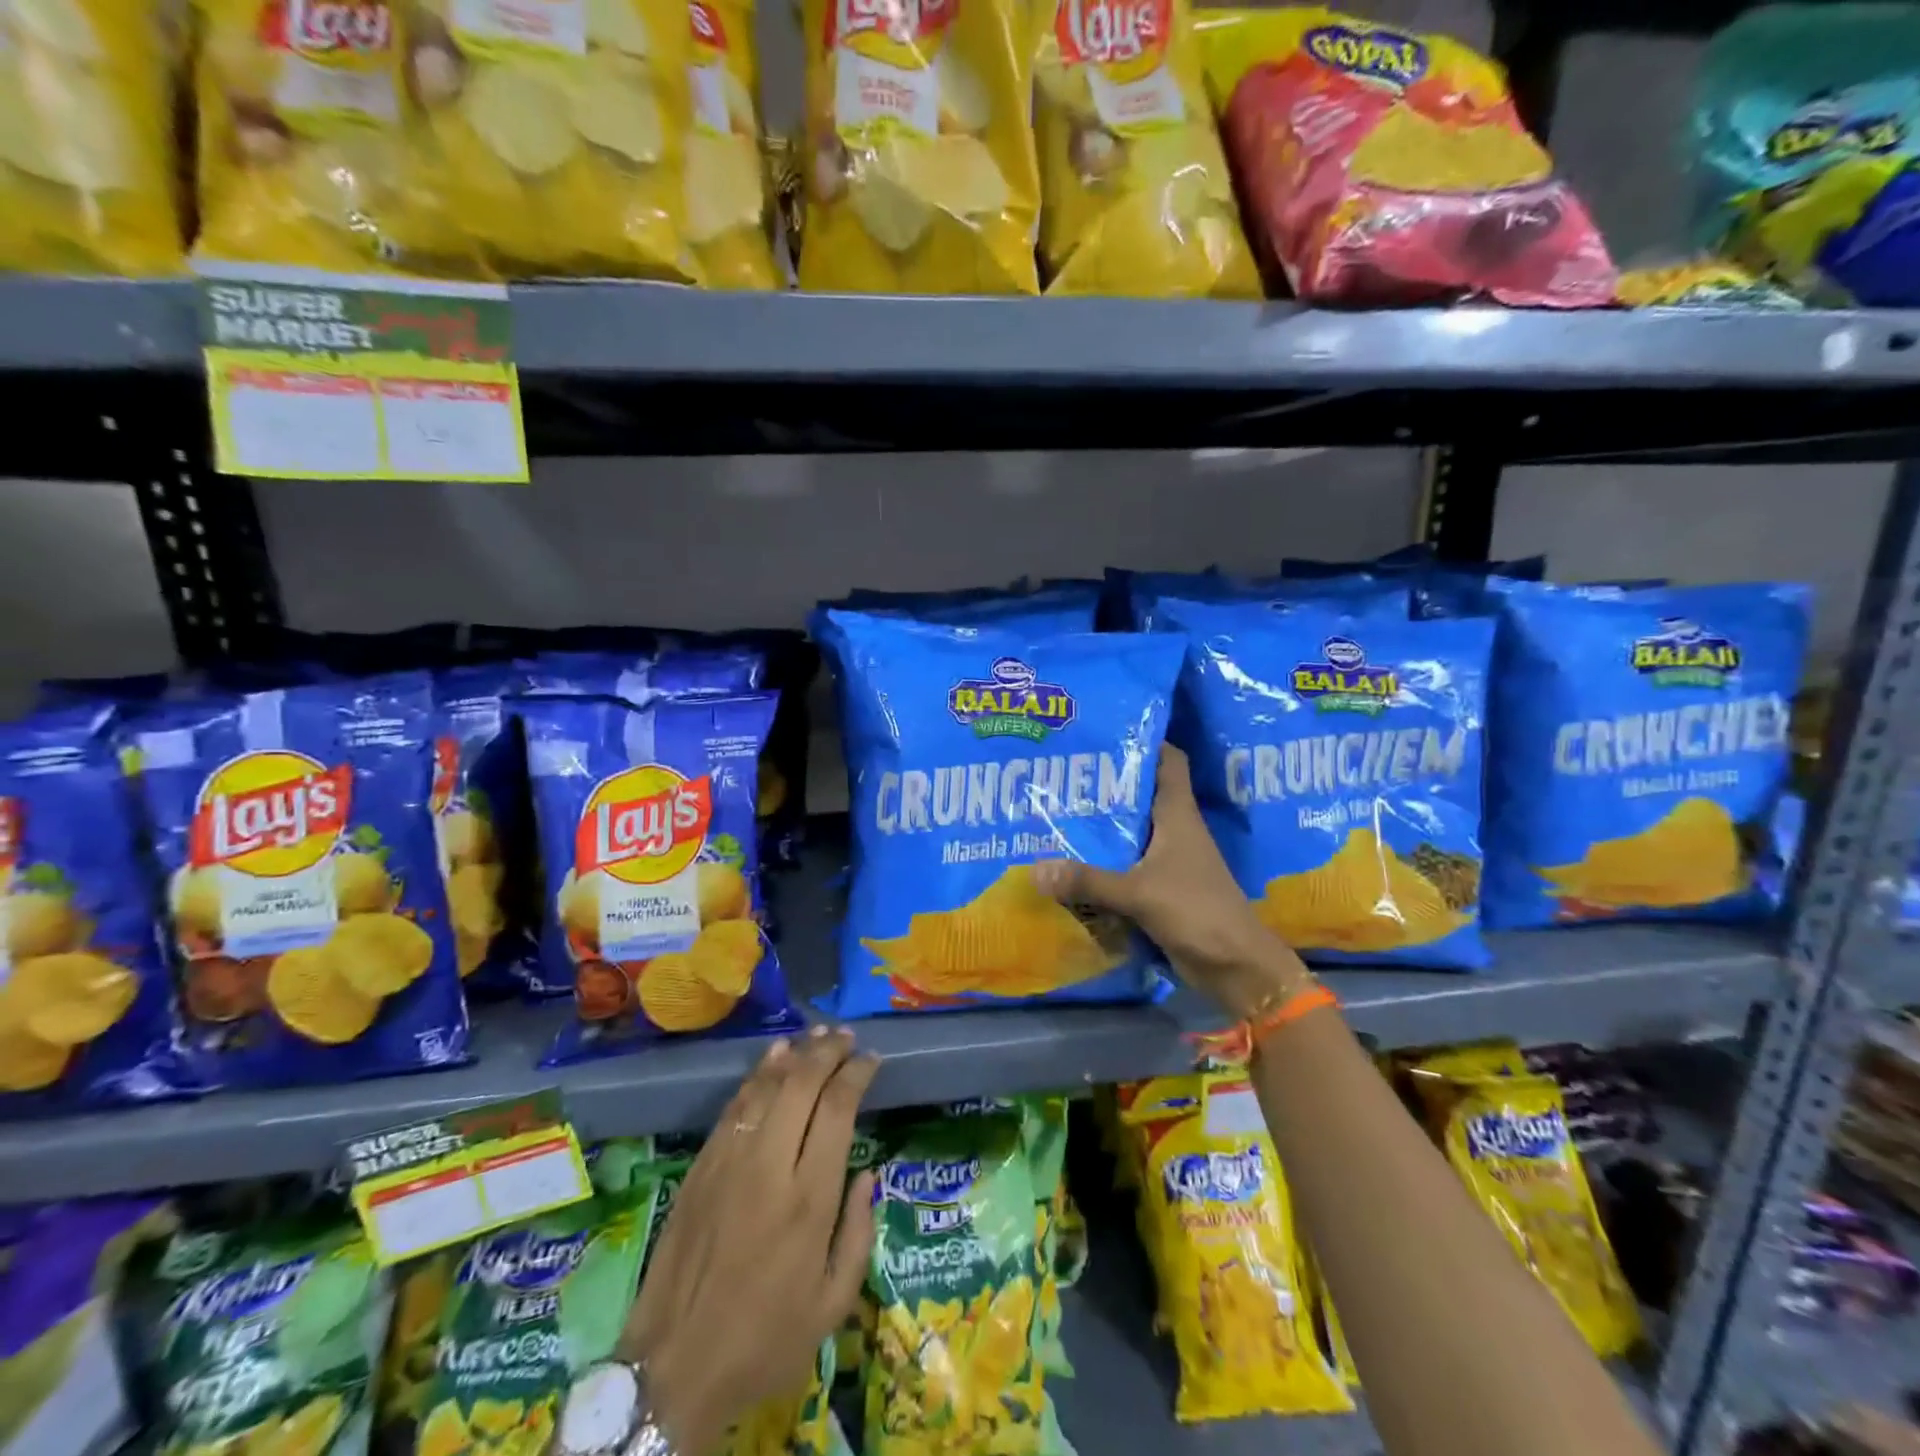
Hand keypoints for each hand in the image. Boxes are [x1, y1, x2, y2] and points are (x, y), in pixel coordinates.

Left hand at [619, 1028, 879, 1454]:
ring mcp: (729, 1162)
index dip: (857, 1074)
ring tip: (816, 1035)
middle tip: (846, 1037)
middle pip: (802, 1084)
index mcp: (809, 1199)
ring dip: (794, 1055)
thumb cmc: (765, 1342)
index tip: (872, 1059)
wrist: (673, 1368)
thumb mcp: (833, 1305)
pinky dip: (758, 1075)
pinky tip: (773, 1059)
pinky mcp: (700, 1166)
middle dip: (828, 1051)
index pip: (838, 1109)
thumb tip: (868, 1176)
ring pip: (765, 1087)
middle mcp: (770, 1167)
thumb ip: (859, 1234)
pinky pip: (734, 1106)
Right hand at [1031, 745, 1310, 1018]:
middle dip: (1105, 784)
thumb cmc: (1197, 912)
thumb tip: (1035, 869)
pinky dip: (1102, 863)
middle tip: (1061, 773)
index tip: (1106, 731)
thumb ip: (1088, 880)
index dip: (1144, 742)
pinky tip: (1069, 862)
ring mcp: (1167, 861)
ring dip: (1100, 826)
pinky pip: (1124, 866)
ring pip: (1130, 832)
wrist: (1236, 967)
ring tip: (1055, 812)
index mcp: (1178, 815)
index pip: (1168, 761)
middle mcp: (1173, 830)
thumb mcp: (1140, 893)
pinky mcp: (1159, 889)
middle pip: (1140, 794)